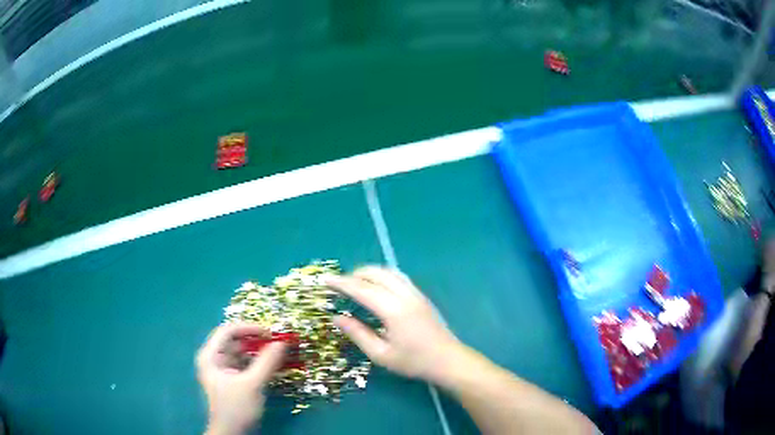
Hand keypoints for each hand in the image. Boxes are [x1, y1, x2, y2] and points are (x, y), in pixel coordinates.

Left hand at [196, 323, 285, 434]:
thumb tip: (282, 342)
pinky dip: (260, 364)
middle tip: (279, 342)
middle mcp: (215, 359)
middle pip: (236, 342)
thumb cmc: (236, 407)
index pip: (228, 331)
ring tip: (280, 353)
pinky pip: (247, 366)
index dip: (248, 328)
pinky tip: (275, 366)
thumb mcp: (252, 384)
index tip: (270, 332)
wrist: (232, 433)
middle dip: (257, 341)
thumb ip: (267, 362)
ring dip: (261, 353)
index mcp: (211, 356)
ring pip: (243, 354)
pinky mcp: (234, 381)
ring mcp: (224, 370)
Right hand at [326, 266, 463, 382]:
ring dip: (369, 273)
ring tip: (355, 284)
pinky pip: (398, 277)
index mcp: (393, 310)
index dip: (342, 283)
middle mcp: (405, 295)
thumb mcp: (381, 354)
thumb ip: (358, 334)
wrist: (448, 360)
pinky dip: (382, 276)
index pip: (362, 289)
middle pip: (376, 273)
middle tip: (339, 285)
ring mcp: (416, 293)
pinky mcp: (421, 296)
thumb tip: (337, 318)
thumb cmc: (413, 361)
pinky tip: (376, 288)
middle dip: (355, 275)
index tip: (325, 280)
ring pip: (389, 272)